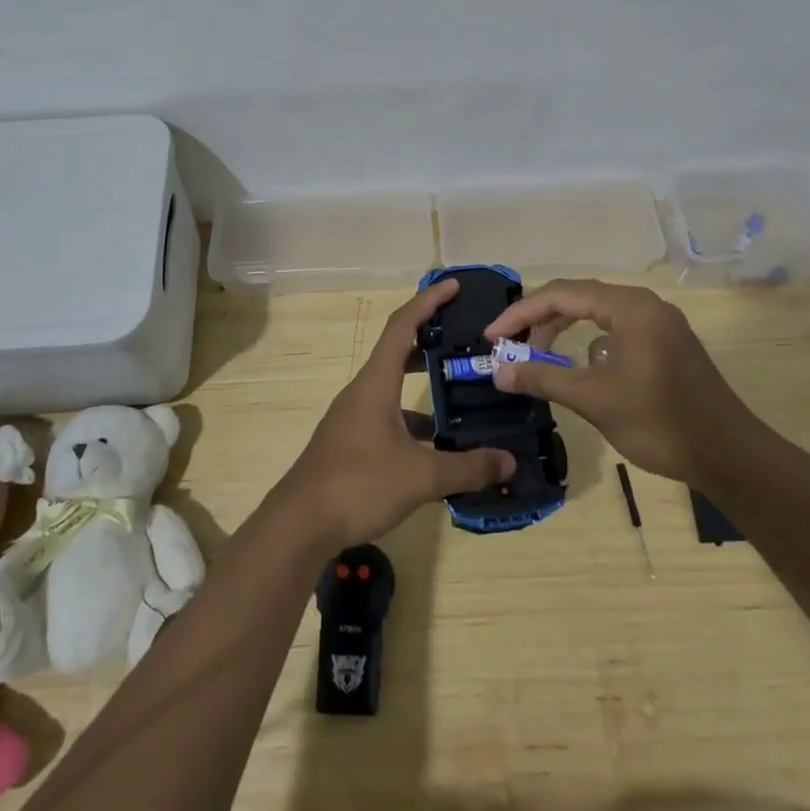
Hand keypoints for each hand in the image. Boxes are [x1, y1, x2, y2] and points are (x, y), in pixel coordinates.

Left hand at [281, 279, 514, 546]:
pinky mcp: (352, 443)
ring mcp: (354, 418)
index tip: (454, 286)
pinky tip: (438, 446)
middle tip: (465, 337)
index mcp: (375, 383)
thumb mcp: (421, 476)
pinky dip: (414, 421)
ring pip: (394, 388)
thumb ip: (468, 467)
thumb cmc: (359, 484)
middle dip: (430, 339)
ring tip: (462, 392)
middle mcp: (363, 392)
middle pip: (398, 352)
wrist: (300, 524)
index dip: (428, 302)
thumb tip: (509, 460)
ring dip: (424, 385)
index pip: (402, 325)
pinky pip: (389, 417)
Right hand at [486, 279, 744, 484]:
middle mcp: (644, 304)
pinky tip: (577, 368)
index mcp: (630, 307)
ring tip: (535, 356)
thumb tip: (499, 371)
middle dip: (538, 320)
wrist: (730, 456)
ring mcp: (658, 323)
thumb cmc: (660, 423)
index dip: (520, 313)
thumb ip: (543, 377)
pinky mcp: (665, 344)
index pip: (561, 294)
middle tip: (509, 346)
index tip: (491, 337)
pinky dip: (587, 342)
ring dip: (561, 330)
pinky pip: (614, 329)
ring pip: (596, 313)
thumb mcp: (594, 399)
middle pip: (577, 298)